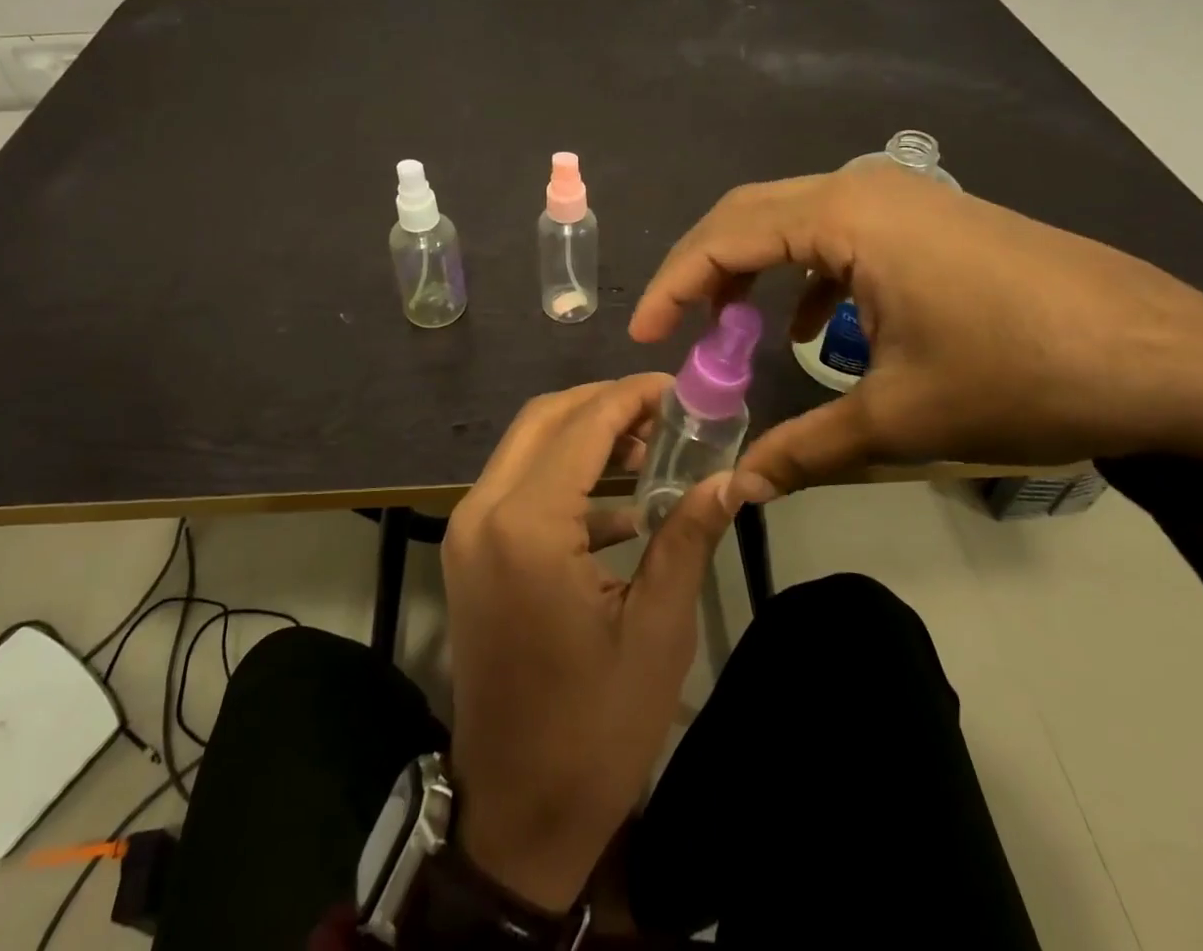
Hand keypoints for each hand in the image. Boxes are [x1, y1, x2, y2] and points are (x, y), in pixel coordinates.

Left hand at [442, 375, 737, 912]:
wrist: (516, 812)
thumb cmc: (594, 727)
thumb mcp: (657, 629)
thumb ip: (688, 535)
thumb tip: (734, 476)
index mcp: (526, 525)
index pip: (583, 424)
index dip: (634, 396)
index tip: (682, 390)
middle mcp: (483, 511)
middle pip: (545, 418)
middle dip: (606, 405)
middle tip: (667, 415)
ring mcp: (468, 530)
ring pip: (528, 446)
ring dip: (585, 436)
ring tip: (652, 449)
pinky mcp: (470, 552)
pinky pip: (519, 485)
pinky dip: (566, 476)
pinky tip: (622, 504)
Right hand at [630, 166, 1202, 496]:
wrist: (1177, 360)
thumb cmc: (1026, 376)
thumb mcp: (901, 419)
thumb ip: (803, 450)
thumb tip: (734, 493)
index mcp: (847, 215)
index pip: (725, 235)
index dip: (673, 284)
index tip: (642, 335)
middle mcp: (865, 186)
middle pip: (749, 213)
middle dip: (702, 270)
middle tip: (673, 327)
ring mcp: (902, 197)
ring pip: (793, 219)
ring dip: (752, 268)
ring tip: (730, 326)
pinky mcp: (929, 219)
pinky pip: (839, 233)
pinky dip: (805, 274)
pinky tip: (813, 329)